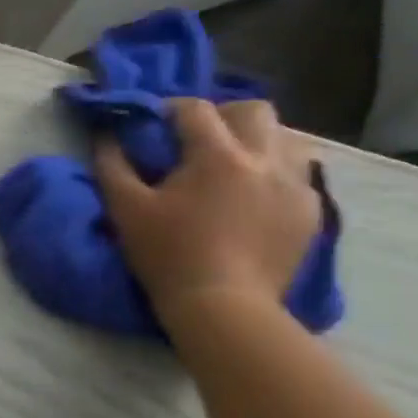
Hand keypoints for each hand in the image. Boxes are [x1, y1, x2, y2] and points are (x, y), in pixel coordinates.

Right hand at [95, 98, 321, 322]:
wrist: (223, 309)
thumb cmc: (169, 255)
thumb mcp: (126, 209)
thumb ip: (112, 164)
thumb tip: (106, 134)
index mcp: (217, 155)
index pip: (195, 109)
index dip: (171, 110)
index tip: (156, 126)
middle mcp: (263, 159)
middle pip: (253, 110)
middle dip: (224, 116)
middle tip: (200, 140)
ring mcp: (295, 186)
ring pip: (286, 137)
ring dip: (257, 141)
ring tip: (234, 165)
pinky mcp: (311, 213)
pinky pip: (300, 174)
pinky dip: (277, 173)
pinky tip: (256, 196)